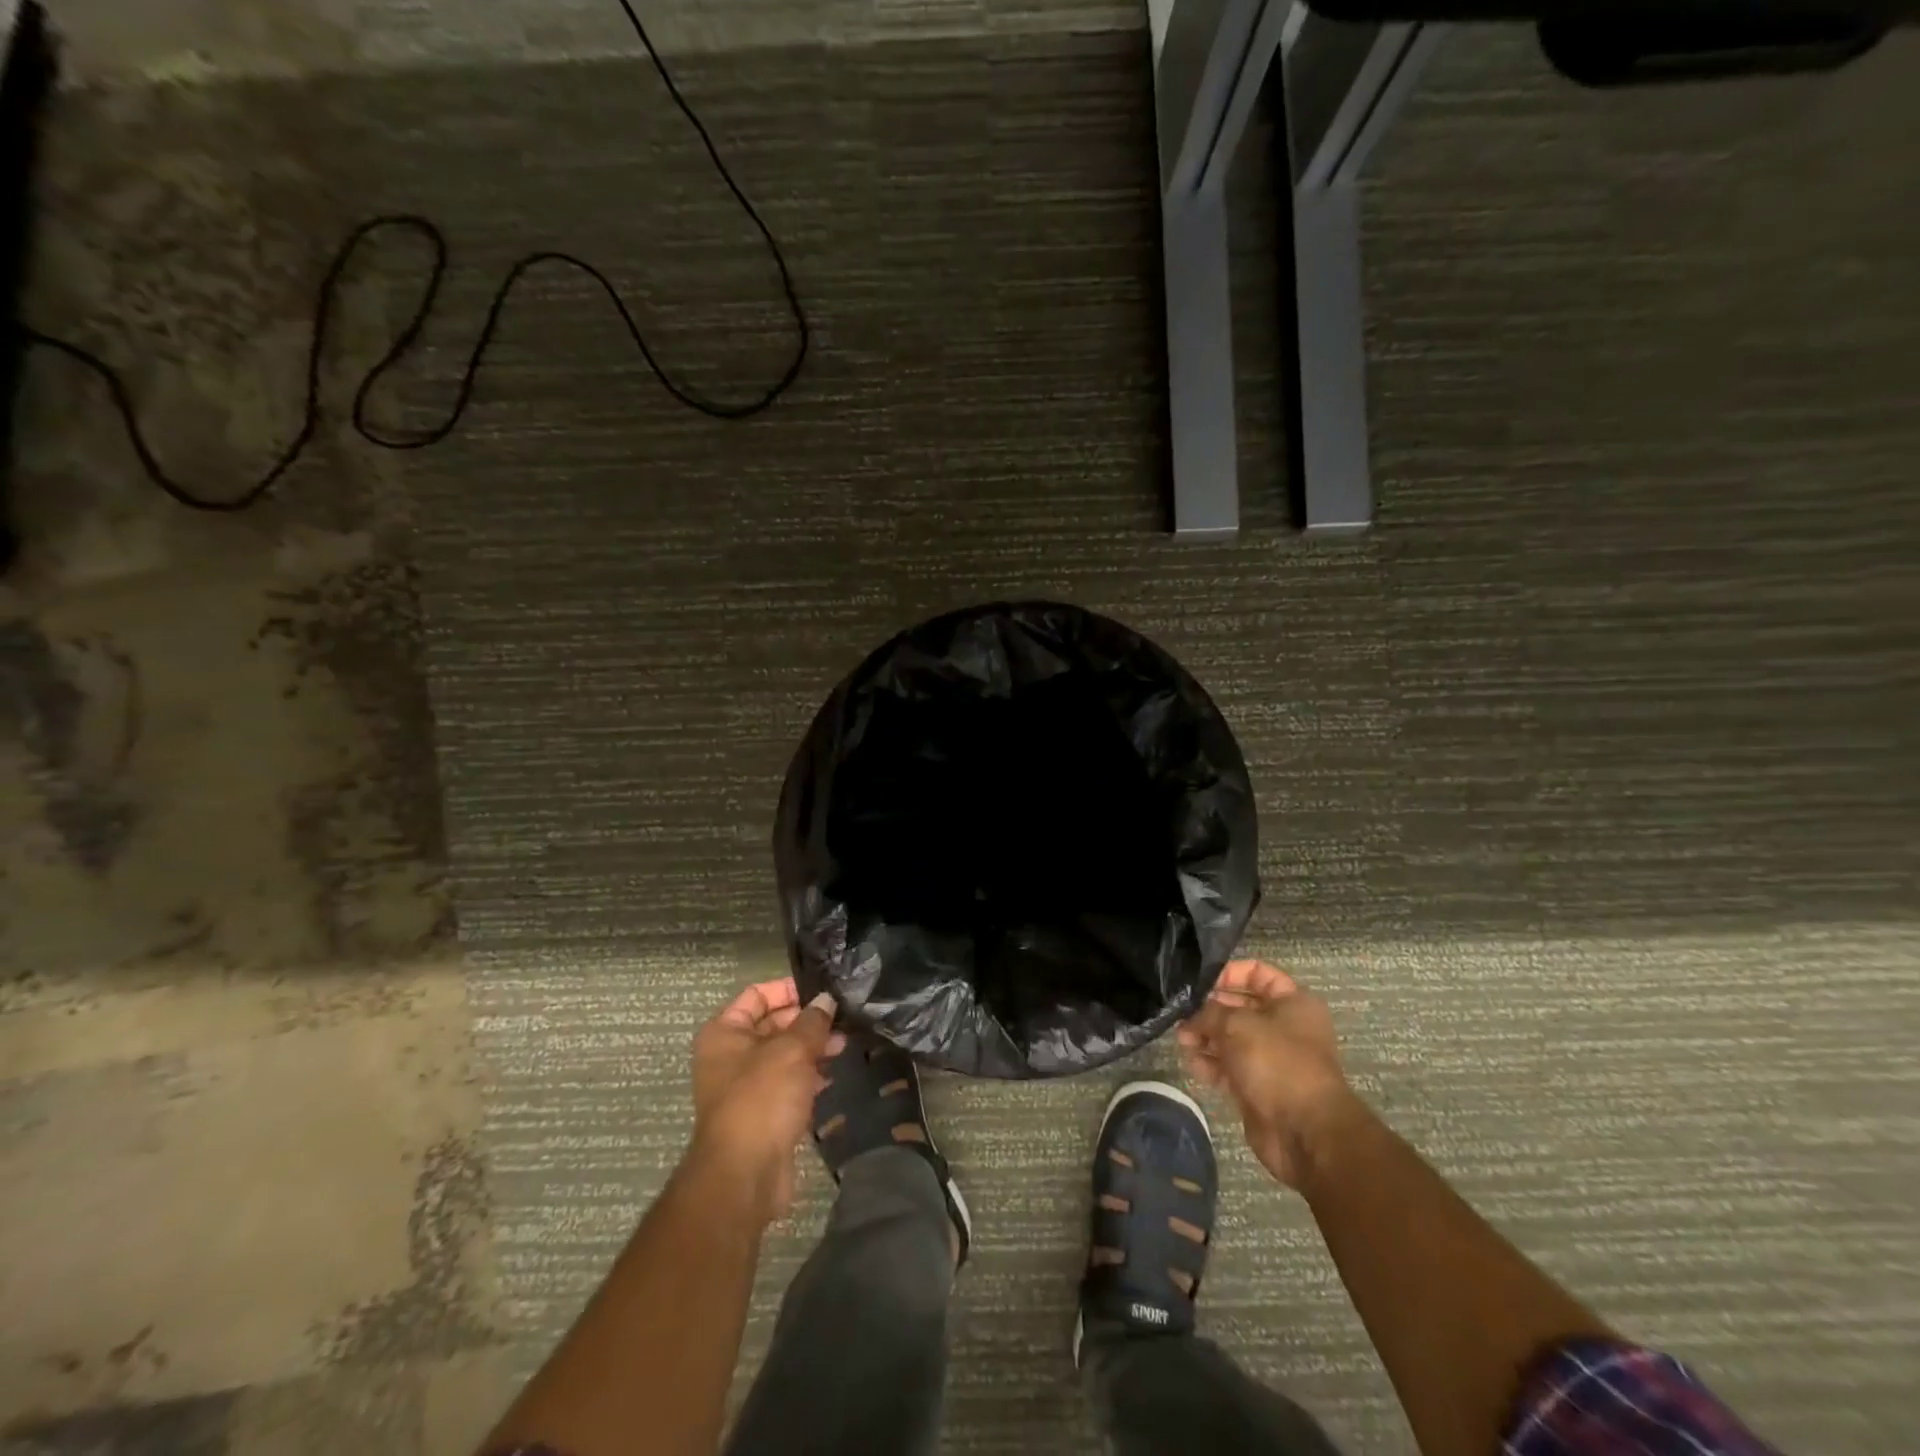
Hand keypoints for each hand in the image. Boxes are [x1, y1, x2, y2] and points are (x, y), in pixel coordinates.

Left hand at [690, 977, 843, 1220]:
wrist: (744, 1176)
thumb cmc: (762, 1099)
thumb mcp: (792, 1051)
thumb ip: (812, 1022)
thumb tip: (826, 1000)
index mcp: (724, 1032)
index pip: (757, 995)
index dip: (789, 989)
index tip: (823, 991)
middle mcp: (730, 1055)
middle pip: (772, 1024)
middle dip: (806, 1021)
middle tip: (842, 1019)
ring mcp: (745, 1087)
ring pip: (783, 1055)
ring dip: (811, 1049)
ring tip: (844, 1045)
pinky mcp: (763, 1113)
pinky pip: (788, 1083)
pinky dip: (808, 1076)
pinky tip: (833, 1074)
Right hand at [1177, 960, 1354, 1187]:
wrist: (1304, 1132)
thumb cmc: (1276, 1063)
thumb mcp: (1237, 1024)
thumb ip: (1209, 1011)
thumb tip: (1191, 1014)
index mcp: (1292, 1003)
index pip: (1257, 973)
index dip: (1228, 973)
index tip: (1199, 982)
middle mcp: (1284, 1027)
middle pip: (1240, 1006)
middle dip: (1209, 1008)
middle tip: (1181, 1012)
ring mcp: (1271, 1058)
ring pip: (1231, 1038)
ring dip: (1205, 1036)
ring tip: (1182, 1039)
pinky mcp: (1258, 1086)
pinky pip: (1229, 1067)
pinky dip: (1211, 1063)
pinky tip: (1192, 1063)